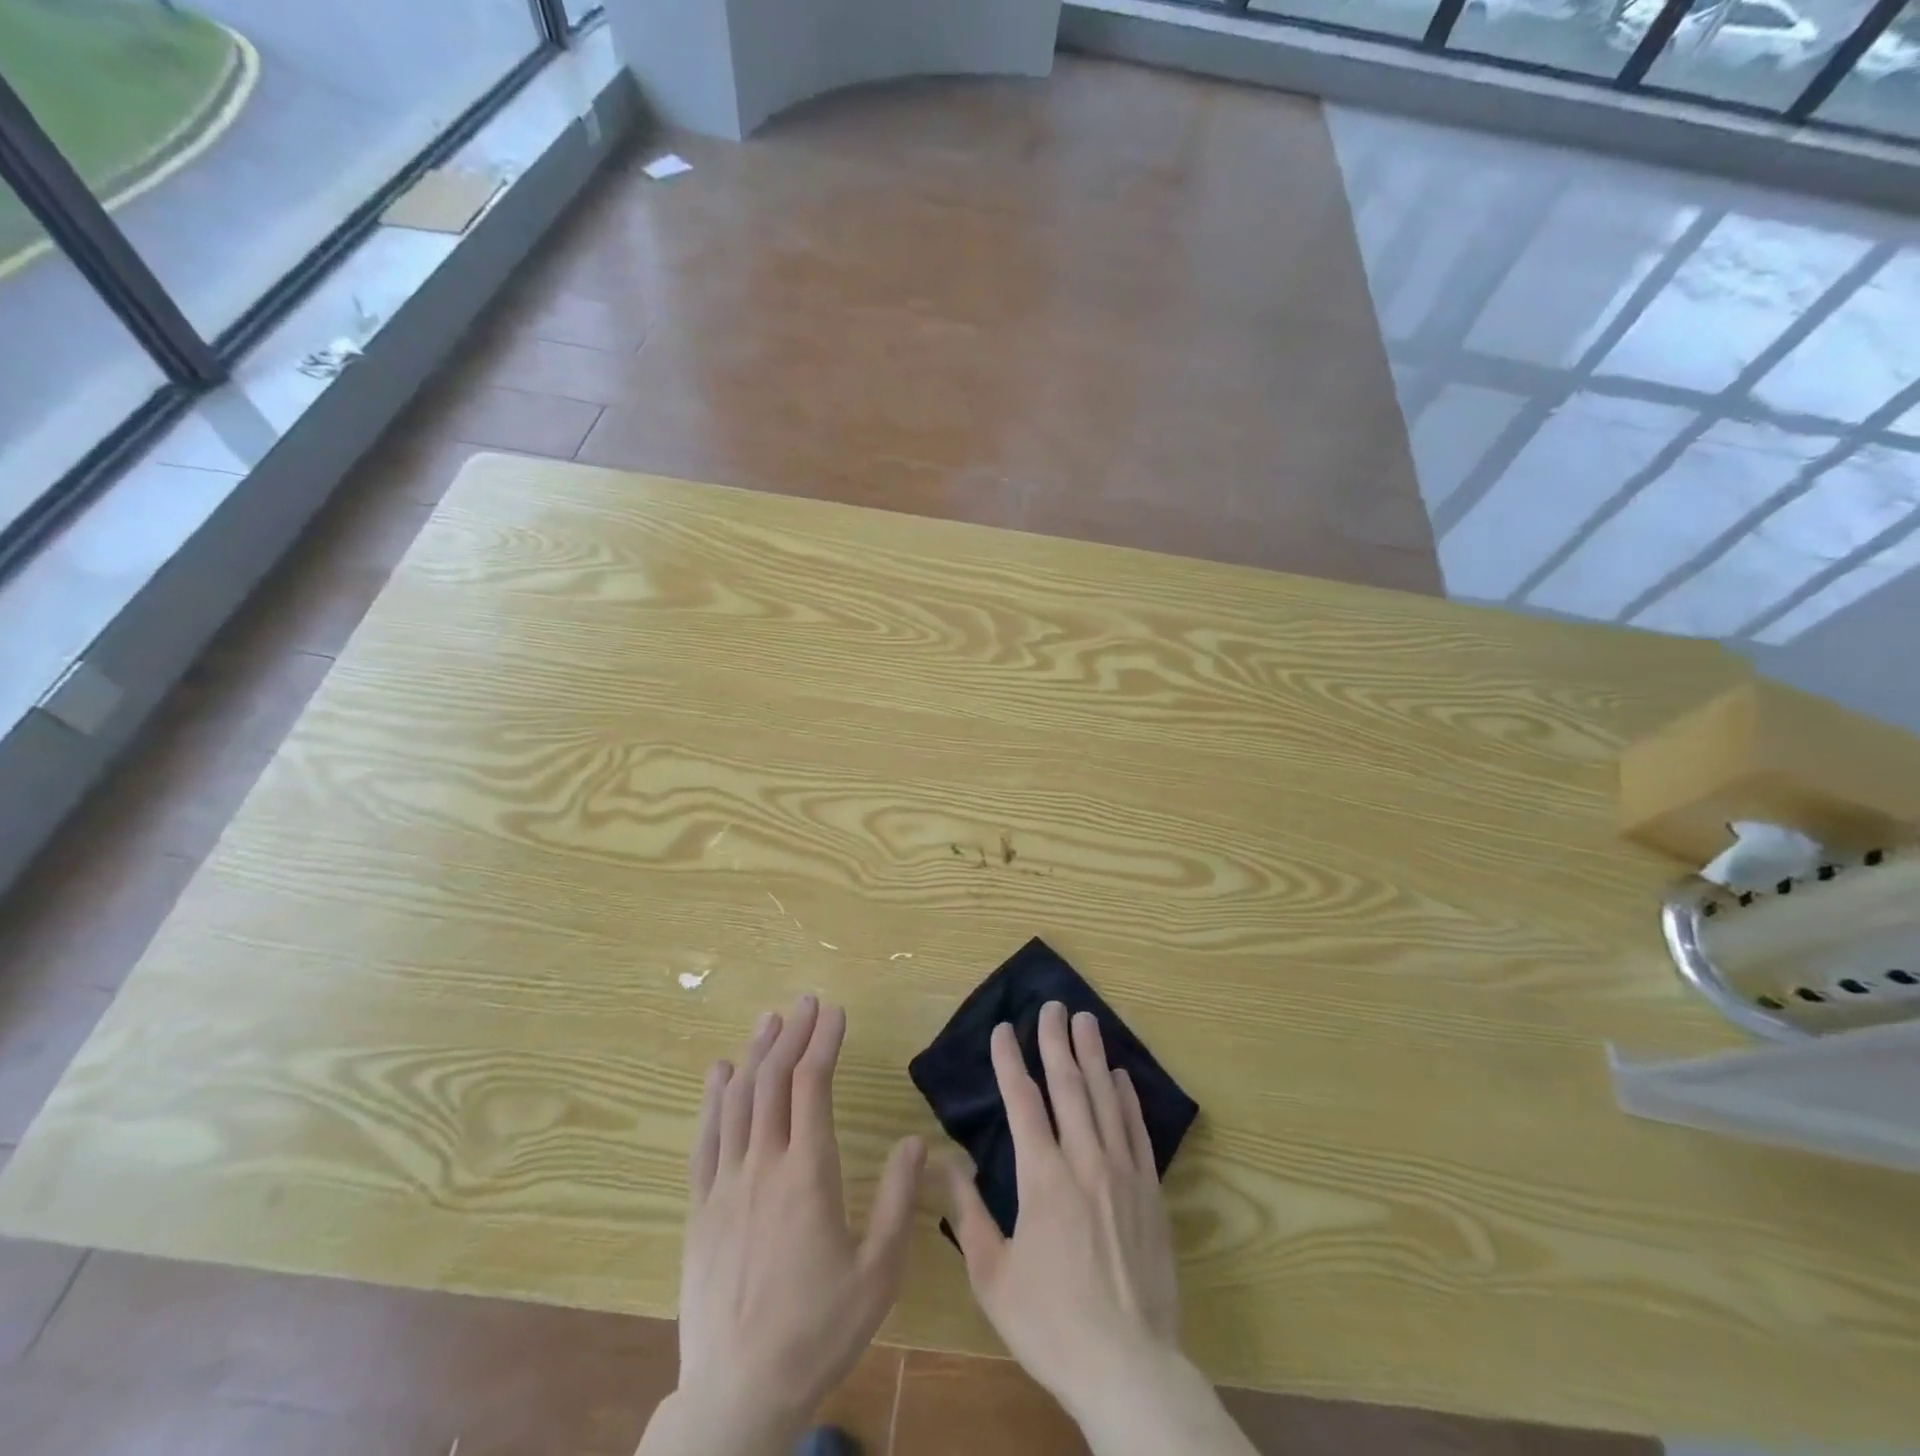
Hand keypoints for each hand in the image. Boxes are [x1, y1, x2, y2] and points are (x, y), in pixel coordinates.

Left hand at [654, 996, 925, 1455]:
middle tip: (807, 1002)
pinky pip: (706, 1138)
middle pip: (773, 1081)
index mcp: (808, 1175)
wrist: (737, 1395)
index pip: (812, 1086)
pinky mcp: (700, 1208)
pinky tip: (720, 1072)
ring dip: (755, 1052)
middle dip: (793, 1034)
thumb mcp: (878, 1273)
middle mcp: (763, 1166)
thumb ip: (897, 1201)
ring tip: (770, 1019)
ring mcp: (725, 1185)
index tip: (835, 1012)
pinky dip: (714, 1098)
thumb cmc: (817, 1333)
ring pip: (738, 1100)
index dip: (823, 1042)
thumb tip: (914, 1140)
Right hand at [942, 1001, 1182, 1417]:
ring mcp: (1122, 1173)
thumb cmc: (1051, 1323)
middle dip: (1055, 1042)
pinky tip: (1121, 1077)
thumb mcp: (992, 1276)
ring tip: (1086, 1020)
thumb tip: (943, 1162)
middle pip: (1068, 1086)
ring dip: (1093, 1056)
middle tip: (1051, 1006)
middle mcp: (1084, 1161)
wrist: (1129, 1368)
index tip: (1003, 1029)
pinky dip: (1128, 1098)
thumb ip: (967, 1213)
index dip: (1010, 1062)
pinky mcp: (1151, 1191)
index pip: (1023, 1102)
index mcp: (1042, 1178)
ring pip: (1105, 1098)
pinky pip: (1137, 1131)